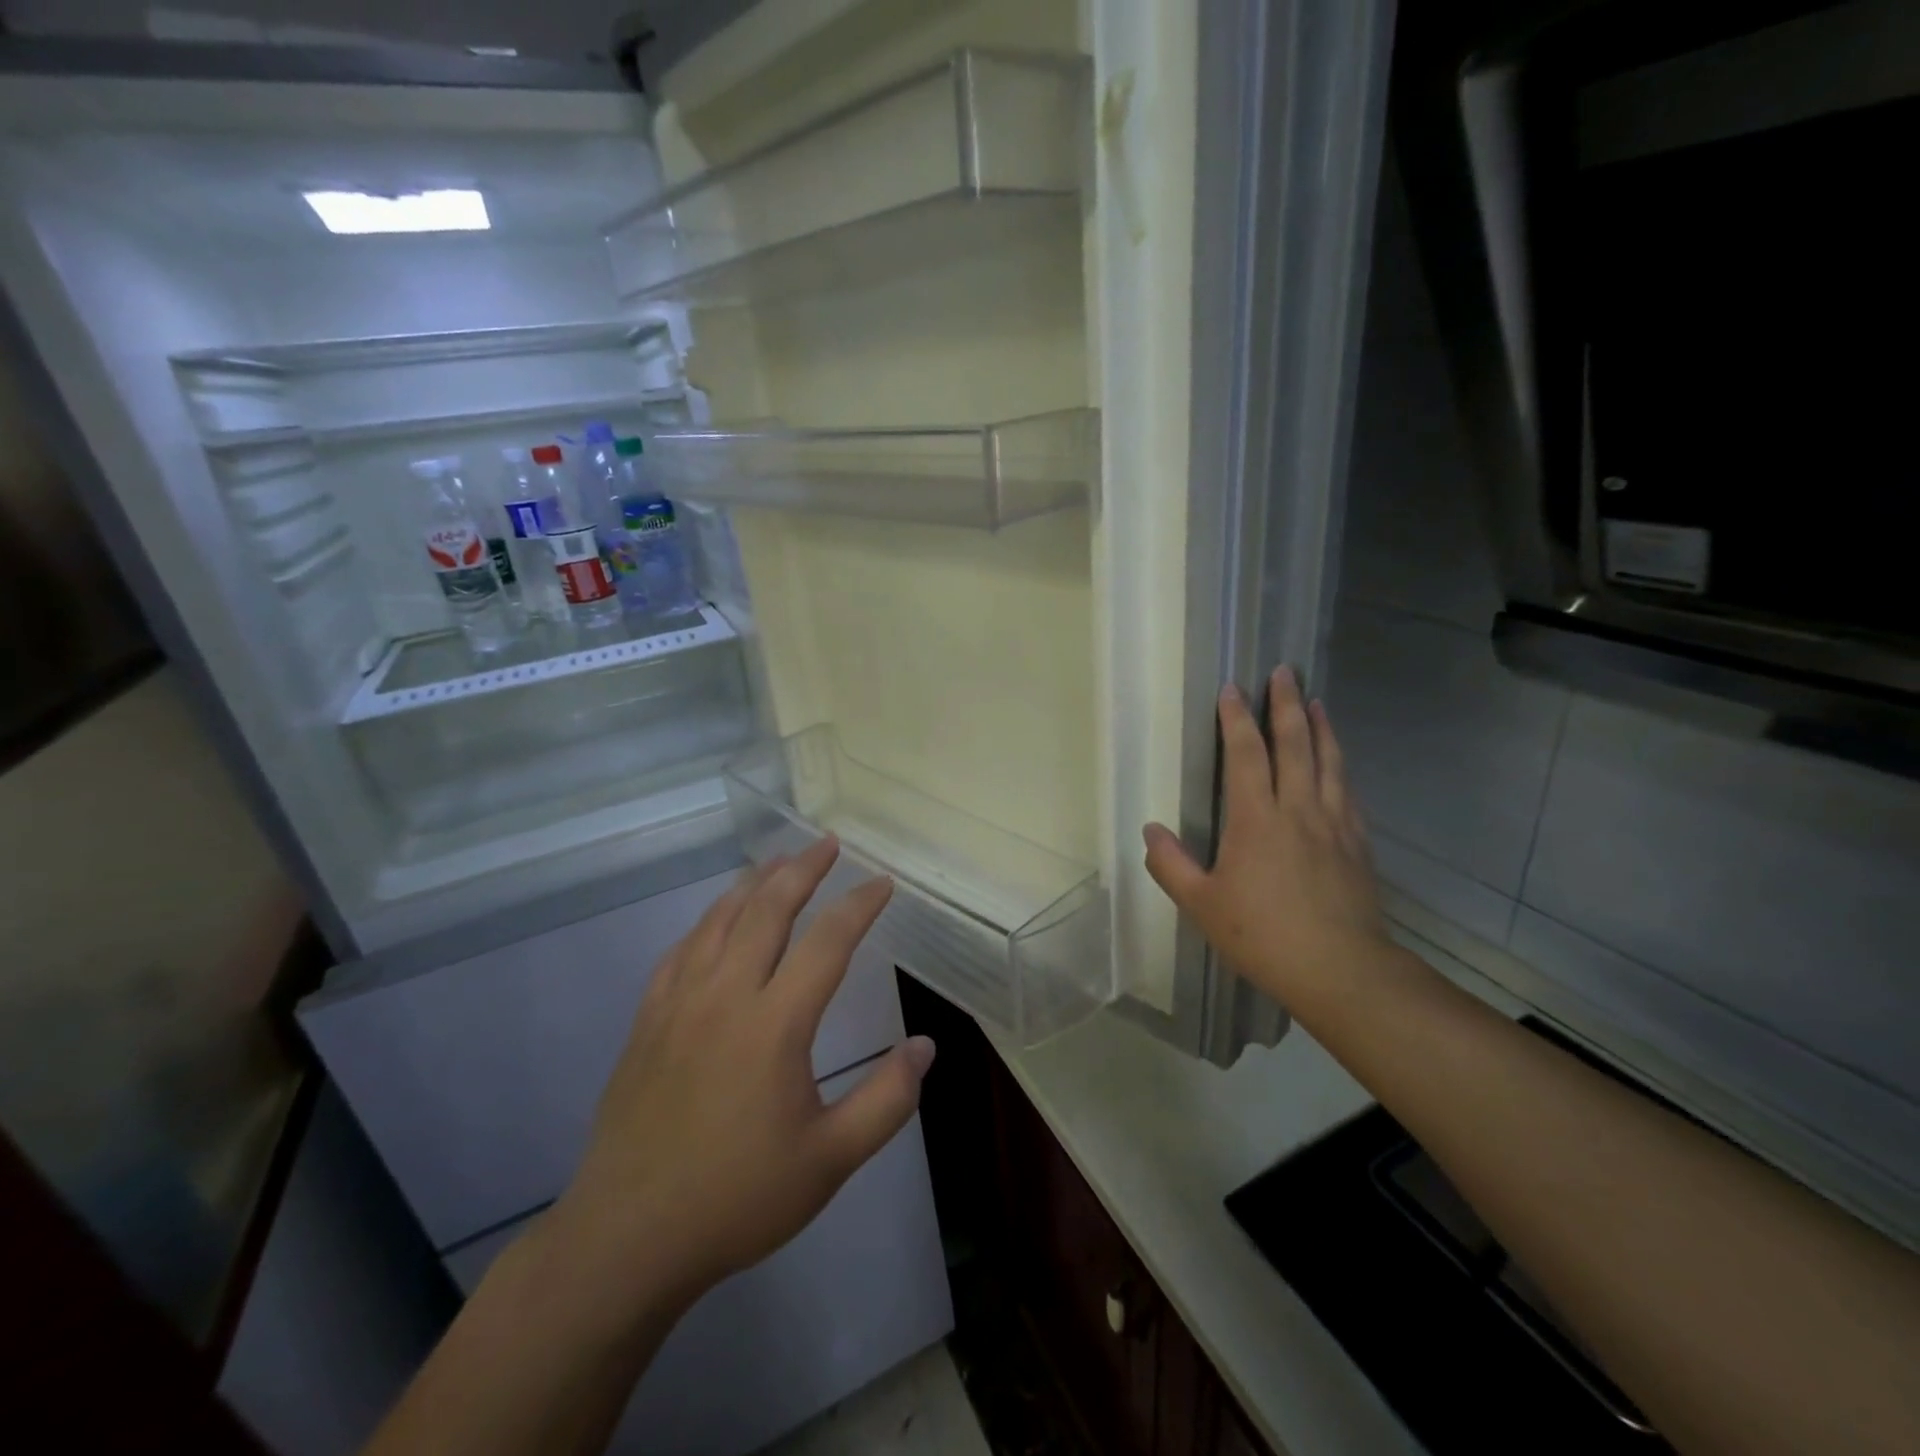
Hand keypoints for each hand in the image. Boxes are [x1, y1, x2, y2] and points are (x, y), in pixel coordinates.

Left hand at [542, 838, 935, 1329]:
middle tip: (827, 843)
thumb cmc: (737, 1198)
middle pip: (768, 909)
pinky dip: (708, 922)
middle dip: (802, 870)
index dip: (859, 905)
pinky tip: (717, 920)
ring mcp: (679, 1003)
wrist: (628, 1238)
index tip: (882, 882)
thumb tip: (925, 1046)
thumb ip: (886, 1100)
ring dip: (754, 884)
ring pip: (720, 920)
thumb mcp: (829, 1160)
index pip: (827, 942)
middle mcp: (725, 996)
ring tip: (778, 862)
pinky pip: (682, 950)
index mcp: (774, 1024)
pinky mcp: (648, 1020)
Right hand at [1142, 667, 1387, 1004]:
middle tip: (1284, 672)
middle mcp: (1297, 809)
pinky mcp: (1357, 843)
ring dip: (1320, 726)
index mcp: (1255, 819)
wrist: (1341, 970)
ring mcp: (1333, 824)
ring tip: (1315, 700)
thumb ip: (1171, 864)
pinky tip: (1338, 761)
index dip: (1237, 719)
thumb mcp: (1201, 904)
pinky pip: (1347, 791)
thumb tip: (1149, 829)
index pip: (1245, 755)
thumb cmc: (1261, 935)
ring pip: (1327, 761)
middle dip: (1285, 704)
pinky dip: (1340, 765)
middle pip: (1294, 744)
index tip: (1232, 689)